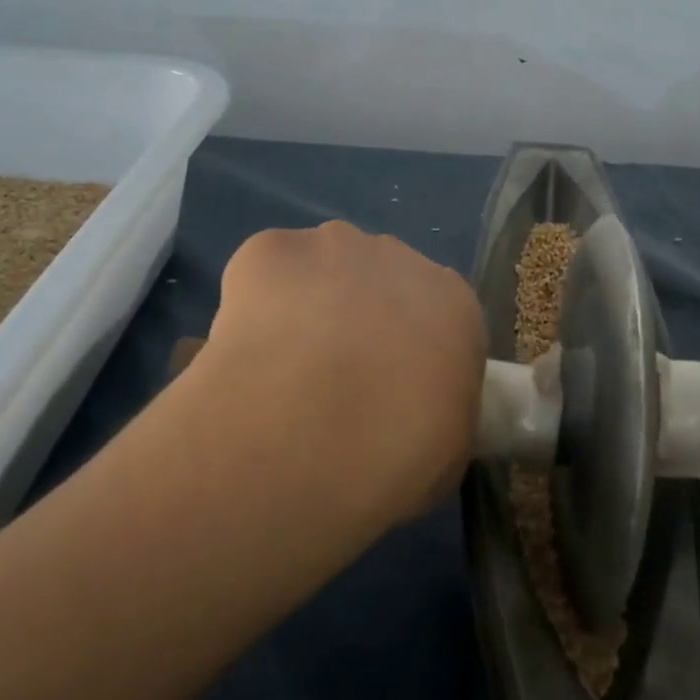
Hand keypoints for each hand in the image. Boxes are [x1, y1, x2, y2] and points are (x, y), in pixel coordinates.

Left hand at [188, 221, 485, 530]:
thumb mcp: (447, 450)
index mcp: (453, 303)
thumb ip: (440, 408)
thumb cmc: (396, 454)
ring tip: (282, 363)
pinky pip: (266, 267)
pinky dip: (255, 297)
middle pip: (380, 280)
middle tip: (332, 376)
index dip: (407, 347)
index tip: (387, 384)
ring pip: (322, 266)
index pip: (436, 313)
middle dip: (358, 316)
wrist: (308, 433)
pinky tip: (247, 344)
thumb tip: (416, 406)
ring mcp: (334, 245)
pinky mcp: (272, 248)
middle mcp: (400, 258)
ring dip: (309, 301)